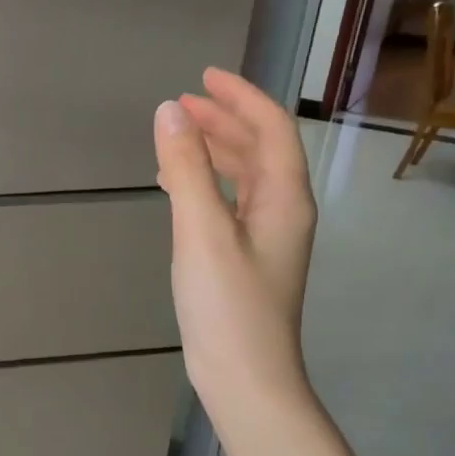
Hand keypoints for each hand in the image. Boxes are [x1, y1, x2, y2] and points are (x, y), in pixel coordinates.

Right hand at [153, 67, 317, 416]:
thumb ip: (187, 169)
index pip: (271, 130)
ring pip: (244, 177)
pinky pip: (228, 203)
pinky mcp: (244, 258)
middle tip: (182, 103)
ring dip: (215, 150)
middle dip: (224, 120)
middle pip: (260, 150)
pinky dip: (205, 183)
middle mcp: (282, 212)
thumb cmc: (228, 305)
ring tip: (177, 137)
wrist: (245, 378)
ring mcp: (264, 238)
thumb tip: (169, 111)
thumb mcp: (202, 232)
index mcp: (284, 199)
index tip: (204, 77)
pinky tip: (178, 187)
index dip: (241, 98)